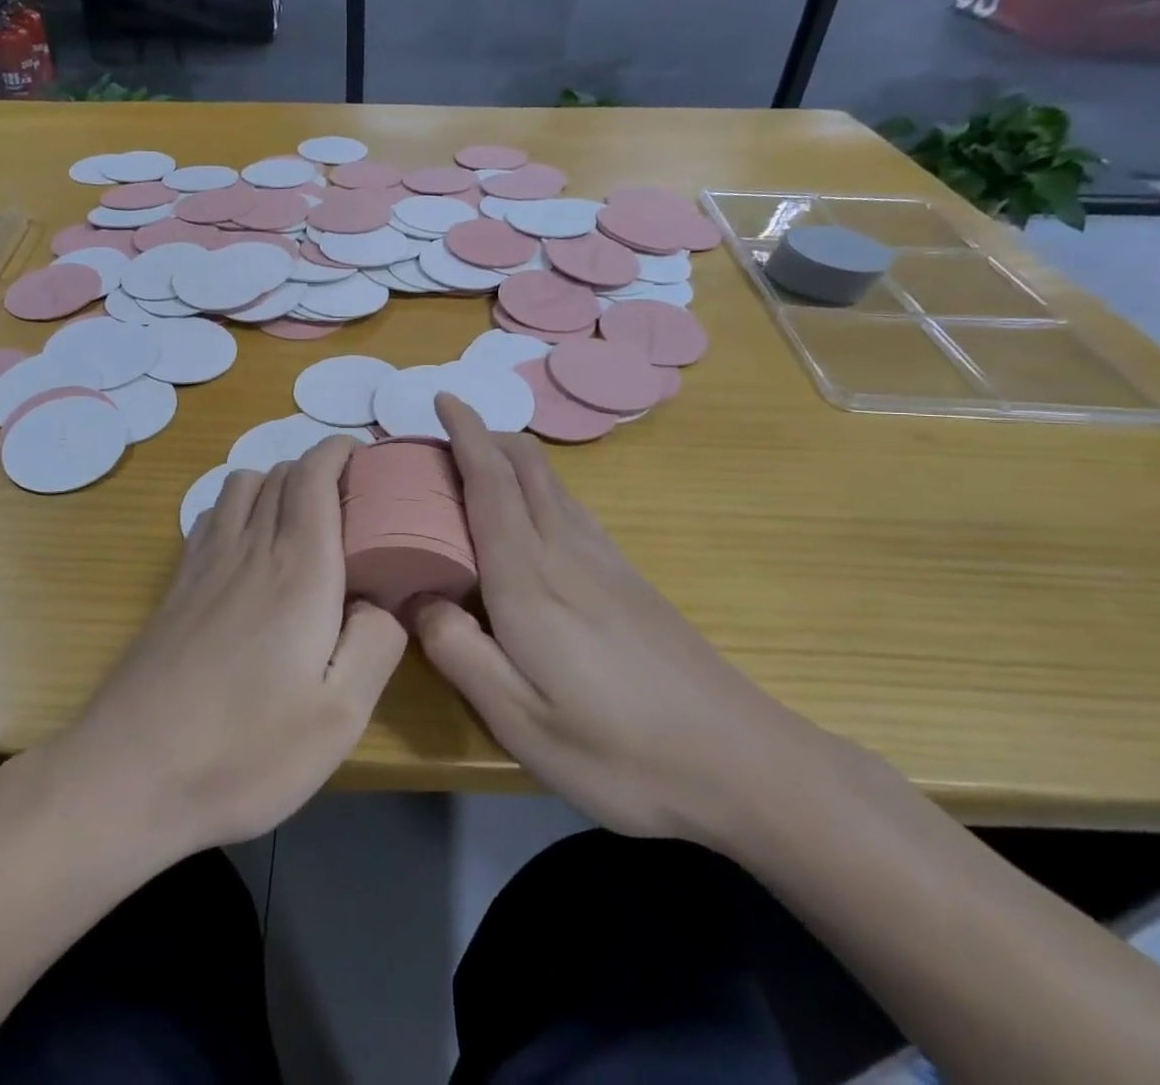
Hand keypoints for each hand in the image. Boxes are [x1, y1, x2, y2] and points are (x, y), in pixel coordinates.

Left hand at [52, 437, 406, 855]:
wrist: (129, 775)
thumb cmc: (245, 749)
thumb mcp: (340, 717)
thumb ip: (377, 644)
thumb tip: (381, 600)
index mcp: (298, 569)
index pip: (315, 475)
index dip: (340, 452)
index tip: (367, 458)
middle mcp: (250, 549)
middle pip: (281, 472)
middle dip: (319, 469)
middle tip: (350, 502)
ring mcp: (204, 564)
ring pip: (241, 485)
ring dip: (276, 483)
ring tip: (301, 521)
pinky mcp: (176, 586)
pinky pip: (211, 516)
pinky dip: (238, 507)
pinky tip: (247, 548)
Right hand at [409, 395, 821, 843]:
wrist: (743, 762)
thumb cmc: (619, 749)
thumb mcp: (518, 719)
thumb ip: (457, 650)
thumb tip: (416, 596)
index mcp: (528, 577)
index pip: (489, 482)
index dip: (464, 433)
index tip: (442, 398)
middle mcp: (565, 550)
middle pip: (525, 465)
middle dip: (485, 437)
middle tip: (445, 441)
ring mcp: (605, 560)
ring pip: (551, 482)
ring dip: (512, 460)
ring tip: (479, 471)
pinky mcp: (630, 578)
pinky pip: (573, 508)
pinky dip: (539, 489)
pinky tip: (534, 521)